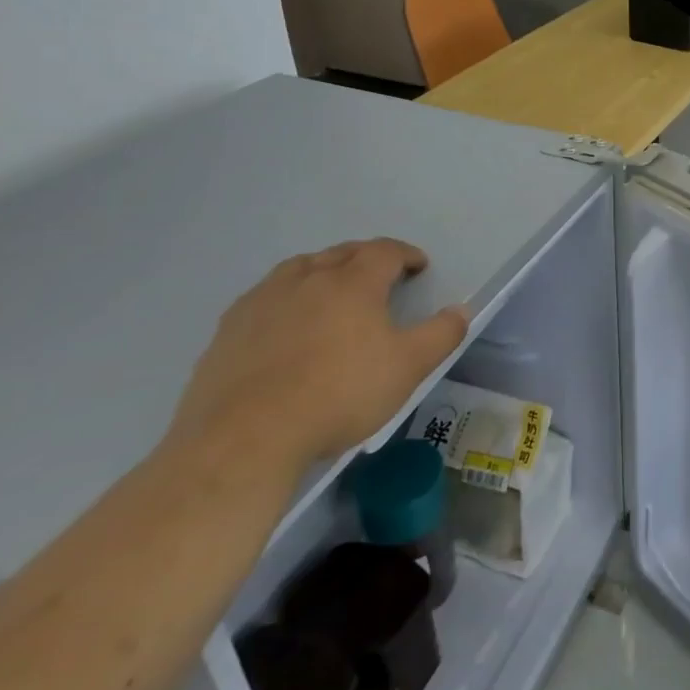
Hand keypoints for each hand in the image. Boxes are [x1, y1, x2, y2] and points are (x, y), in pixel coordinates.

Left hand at [170, 239, 469, 481]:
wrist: (247, 438)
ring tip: (330, 289)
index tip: (418, 266)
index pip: (385, 251)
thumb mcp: (408, 368)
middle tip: (379, 275)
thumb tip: (460, 309)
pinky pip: (265, 297)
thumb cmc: (340, 395)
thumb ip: (441, 335)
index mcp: (353, 283)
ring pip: (299, 268)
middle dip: (365, 258)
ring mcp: (263, 301)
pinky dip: (285, 298)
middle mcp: (308, 279)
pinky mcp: (228, 329)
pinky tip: (284, 322)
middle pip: (341, 253)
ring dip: (322, 270)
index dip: (406, 254)